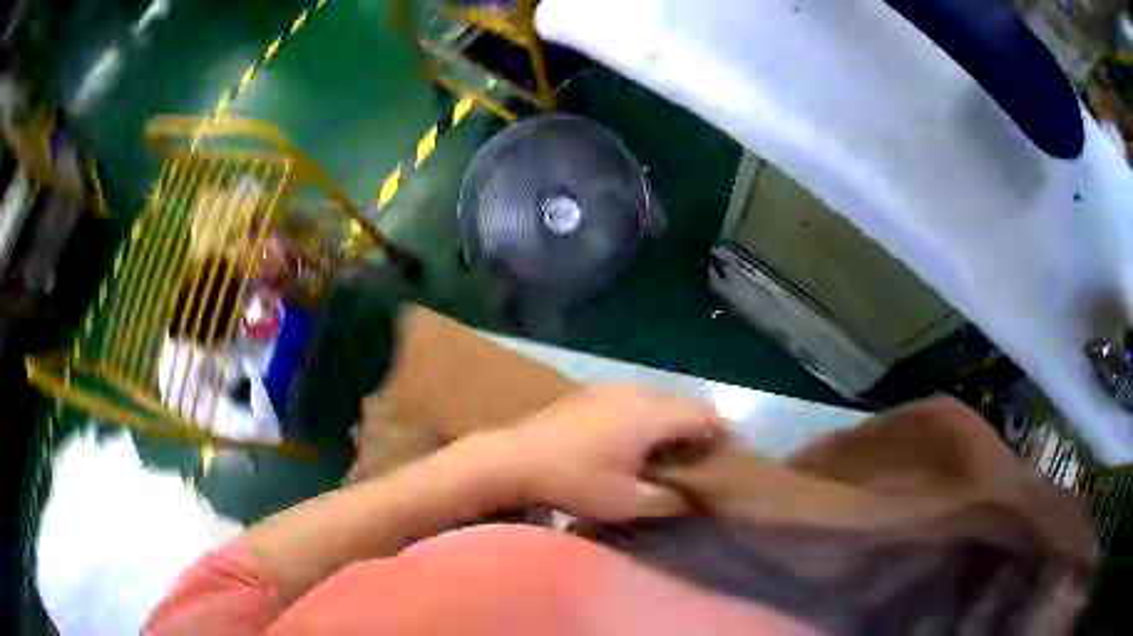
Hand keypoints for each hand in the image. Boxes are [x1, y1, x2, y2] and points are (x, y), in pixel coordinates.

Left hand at [477, 384, 722, 520]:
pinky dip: (646, 416)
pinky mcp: (591, 392)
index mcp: (653, 415)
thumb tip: (696, 498)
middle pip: (683, 403)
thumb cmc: (574, 482)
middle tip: (698, 460)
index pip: (706, 414)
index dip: (722, 434)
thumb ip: (669, 500)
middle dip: (697, 428)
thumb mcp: (627, 502)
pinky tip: (632, 441)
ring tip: (669, 452)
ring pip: (658, 399)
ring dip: (670, 421)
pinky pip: (634, 398)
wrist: (514, 458)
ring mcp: (611, 388)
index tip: (726, 458)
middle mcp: (637, 392)